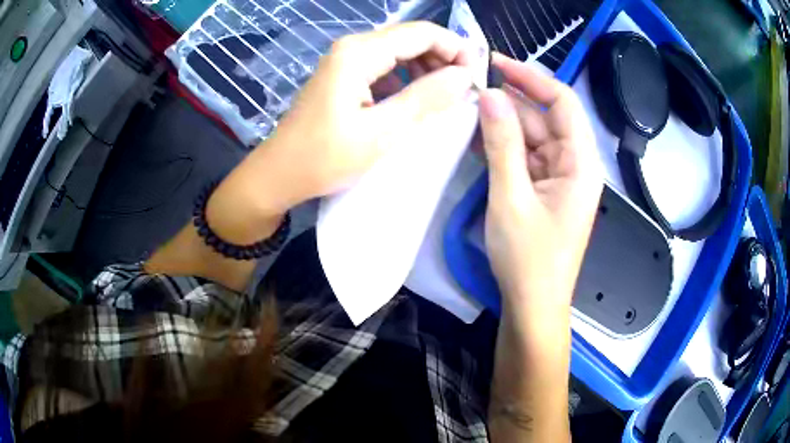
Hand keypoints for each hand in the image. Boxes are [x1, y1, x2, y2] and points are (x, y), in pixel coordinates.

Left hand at [206, 22, 474, 243]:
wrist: (279, 175)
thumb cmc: (325, 158)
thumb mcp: (382, 132)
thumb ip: (426, 98)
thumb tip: (464, 76)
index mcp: (359, 53)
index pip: (422, 33)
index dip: (456, 49)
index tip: (476, 79)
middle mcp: (352, 47)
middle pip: (410, 38)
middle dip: (443, 58)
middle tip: (465, 90)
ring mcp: (346, 60)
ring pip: (399, 51)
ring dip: (427, 69)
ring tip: (446, 97)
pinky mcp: (344, 76)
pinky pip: (385, 67)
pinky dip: (407, 79)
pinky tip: (416, 100)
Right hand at [481, 54, 601, 321]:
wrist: (533, 306)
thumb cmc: (528, 259)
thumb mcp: (511, 197)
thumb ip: (502, 143)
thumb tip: (488, 94)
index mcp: (580, 163)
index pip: (562, 102)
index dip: (531, 78)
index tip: (495, 64)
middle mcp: (575, 164)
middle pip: (545, 118)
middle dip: (511, 102)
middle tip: (470, 90)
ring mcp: (560, 177)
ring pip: (534, 137)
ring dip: (505, 124)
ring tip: (469, 111)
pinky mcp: (546, 190)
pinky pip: (527, 157)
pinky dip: (506, 147)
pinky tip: (480, 139)